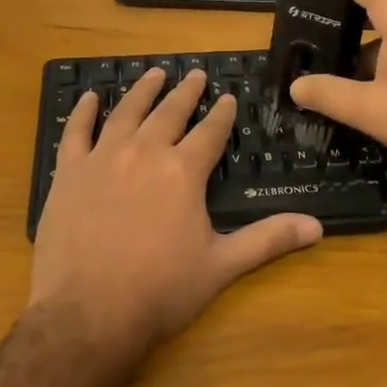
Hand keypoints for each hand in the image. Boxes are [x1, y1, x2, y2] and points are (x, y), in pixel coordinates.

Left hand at [29, 68, 322, 364]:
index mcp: (183, 171)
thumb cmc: (159, 291)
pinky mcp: (69, 172)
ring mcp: (103, 158)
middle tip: (195, 74)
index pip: (210, 132)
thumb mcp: (221, 266)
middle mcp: (145, 153)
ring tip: (154, 72)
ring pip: (127, 112)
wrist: (87, 314)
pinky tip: (90, 97)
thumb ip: (268, 239)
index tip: (229, 97)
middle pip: (170, 112)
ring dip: (143, 90)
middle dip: (186, 92)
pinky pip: (76, 131)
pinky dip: (84, 111)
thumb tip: (317, 226)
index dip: (222, 114)